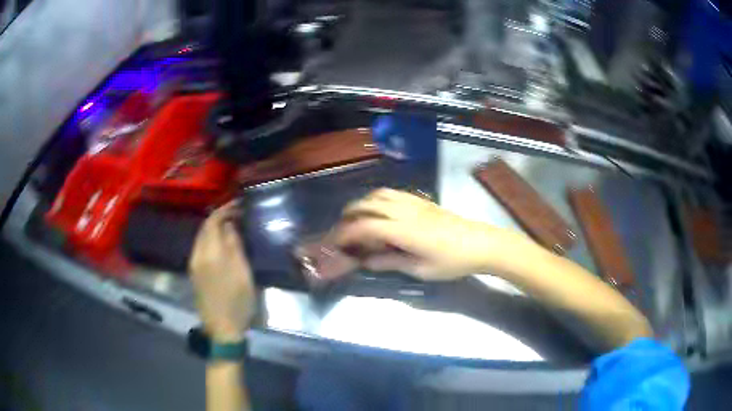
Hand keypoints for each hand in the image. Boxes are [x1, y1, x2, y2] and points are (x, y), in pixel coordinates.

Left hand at [189, 201, 255, 342]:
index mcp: (210, 254)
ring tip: (231, 225)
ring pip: (201, 237)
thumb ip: (235, 247)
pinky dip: (210, 238)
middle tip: (237, 213)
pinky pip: (200, 247)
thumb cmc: (237, 303)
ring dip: (214, 227)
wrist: (222, 329)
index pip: (213, 221)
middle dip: (219, 216)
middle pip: (204, 227)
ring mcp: (193, 264)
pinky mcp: (194, 272)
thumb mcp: (243, 274)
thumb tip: (230, 226)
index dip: (225, 209)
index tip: (239, 204)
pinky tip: (221, 242)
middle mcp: (197, 255)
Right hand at [335, 188, 531, 280]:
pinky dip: (378, 198)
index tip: (335, 242)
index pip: (365, 226)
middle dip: (349, 213)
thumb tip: (366, 262)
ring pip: (380, 194)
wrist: (479, 243)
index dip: (346, 233)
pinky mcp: (422, 200)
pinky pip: (393, 192)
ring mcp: (414, 202)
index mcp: (403, 231)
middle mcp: (405, 211)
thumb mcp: (421, 270)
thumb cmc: (451, 261)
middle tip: (341, 227)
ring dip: (363, 202)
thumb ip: (391, 263)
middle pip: (368, 204)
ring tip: (357, 216)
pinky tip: (380, 209)